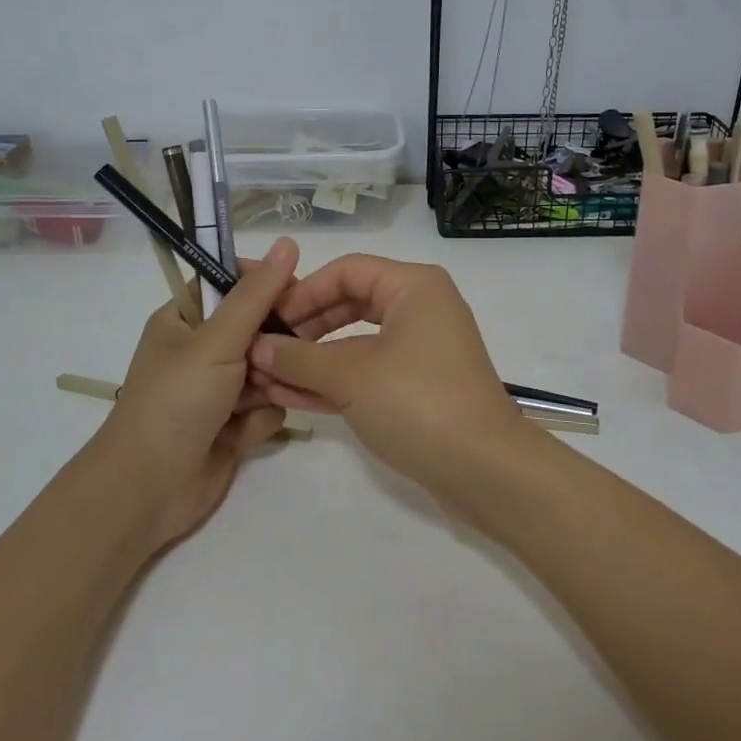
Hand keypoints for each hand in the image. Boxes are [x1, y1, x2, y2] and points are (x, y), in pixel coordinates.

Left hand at [86, 237, 299, 549]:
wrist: (149, 489)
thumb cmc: (176, 401)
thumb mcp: (216, 340)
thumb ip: (256, 295)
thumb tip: (288, 243)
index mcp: (184, 319)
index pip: (230, 283)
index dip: (262, 284)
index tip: (294, 292)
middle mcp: (201, 351)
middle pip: (257, 327)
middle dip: (273, 343)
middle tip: (282, 352)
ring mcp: (218, 390)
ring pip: (269, 369)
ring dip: (268, 383)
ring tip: (253, 399)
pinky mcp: (233, 426)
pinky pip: (267, 407)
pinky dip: (260, 418)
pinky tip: (242, 433)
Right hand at [246, 255, 523, 505]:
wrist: (484, 470)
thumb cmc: (417, 402)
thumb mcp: (350, 375)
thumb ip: (299, 357)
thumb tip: (257, 346)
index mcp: (414, 287)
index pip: (347, 270)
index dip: (304, 291)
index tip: (268, 319)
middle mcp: (421, 309)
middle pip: (351, 303)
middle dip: (306, 327)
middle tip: (265, 348)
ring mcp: (422, 350)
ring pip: (357, 342)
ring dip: (314, 360)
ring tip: (268, 377)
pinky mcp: (419, 387)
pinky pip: (369, 373)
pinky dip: (335, 382)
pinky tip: (293, 397)